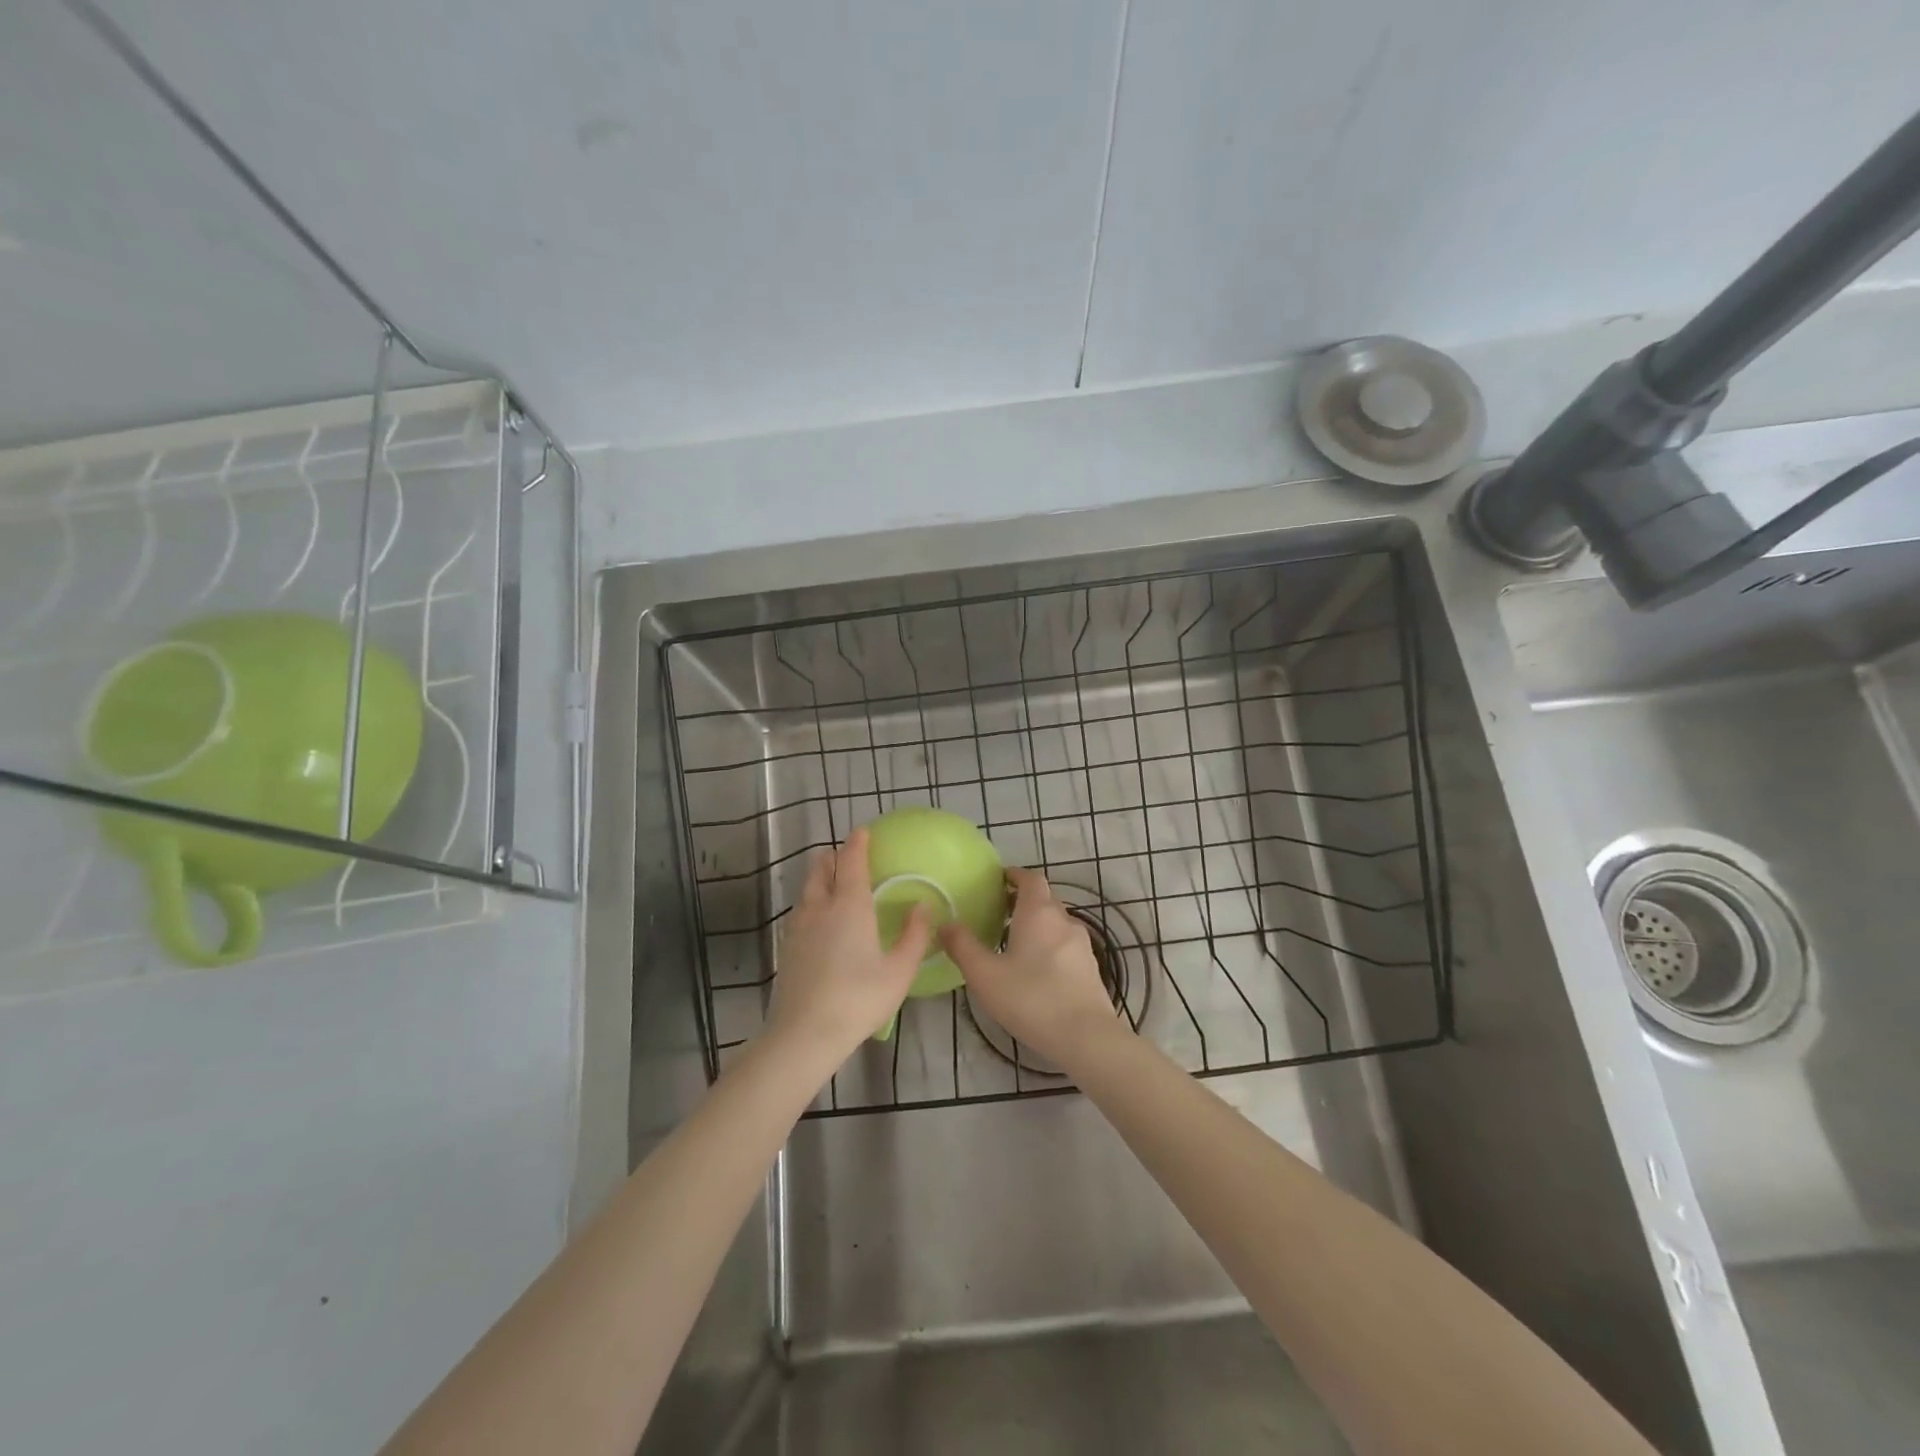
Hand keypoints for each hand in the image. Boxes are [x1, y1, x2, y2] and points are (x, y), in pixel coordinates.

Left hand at [768, 828, 931, 1059]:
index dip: (857, 844)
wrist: (804, 1034)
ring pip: (807, 890)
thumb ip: (914, 936)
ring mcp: (797, 928)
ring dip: (819, 878)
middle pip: (820, 869)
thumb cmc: (859, 999)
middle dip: (832, 857)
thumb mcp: (899, 971)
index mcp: (849, 906)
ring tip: (833, 884)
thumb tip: (922, 906)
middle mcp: (820, 907)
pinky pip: (799, 912)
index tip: (862, 832)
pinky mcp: (786, 948)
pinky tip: (819, 922)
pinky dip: (811, 903)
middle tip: (846, 856)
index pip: (851, 861)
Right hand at [940, 866, 1119, 1065]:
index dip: (1015, 875)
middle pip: (1045, 898)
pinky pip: (1066, 945)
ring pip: (1056, 922)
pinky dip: (1049, 945)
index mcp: (1038, 913)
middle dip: (1023, 899)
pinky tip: (1036, 970)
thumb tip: (945, 923)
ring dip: (1037, 924)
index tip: (999, 880)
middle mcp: (1063, 920)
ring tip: (1014, 942)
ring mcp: (1081, 944)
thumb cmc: (1031, 999)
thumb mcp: (985, 975)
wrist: (1086, 1037)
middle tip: (999, 912)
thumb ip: (963, 946)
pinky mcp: (1090, 968)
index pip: (1031, 879)